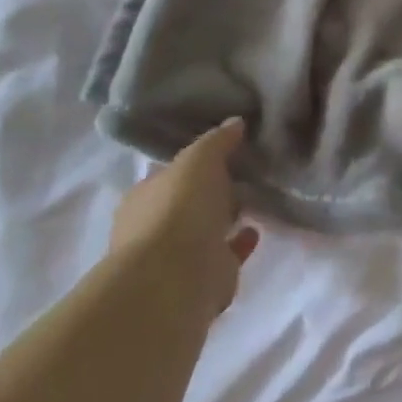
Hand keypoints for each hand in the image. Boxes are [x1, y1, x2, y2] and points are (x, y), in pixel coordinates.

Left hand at [110, 119, 259, 316]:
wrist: (176, 278)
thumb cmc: (179, 209)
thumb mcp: (199, 159)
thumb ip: (217, 141)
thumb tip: (235, 122)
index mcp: (144, 197)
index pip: (170, 174)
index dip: (195, 163)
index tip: (224, 151)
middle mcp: (154, 227)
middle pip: (187, 203)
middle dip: (210, 192)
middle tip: (242, 175)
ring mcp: (177, 257)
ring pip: (205, 231)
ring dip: (225, 218)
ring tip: (254, 200)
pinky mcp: (203, 279)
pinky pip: (225, 254)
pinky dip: (240, 242)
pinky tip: (256, 230)